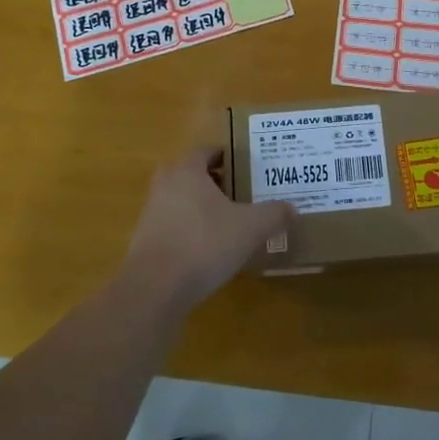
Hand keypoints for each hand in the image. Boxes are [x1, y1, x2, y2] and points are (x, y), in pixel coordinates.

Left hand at [123, 148, 295, 310]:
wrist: (154, 288)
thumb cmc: (204, 243)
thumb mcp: (250, 228)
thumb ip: (273, 214)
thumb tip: (294, 209)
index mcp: (187, 170)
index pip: (207, 151)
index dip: (227, 156)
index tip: (246, 167)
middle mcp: (165, 185)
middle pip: (191, 174)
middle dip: (214, 182)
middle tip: (239, 193)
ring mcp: (150, 214)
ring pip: (180, 200)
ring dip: (201, 207)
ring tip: (228, 222)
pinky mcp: (144, 242)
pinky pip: (172, 226)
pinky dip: (189, 231)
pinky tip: (208, 250)